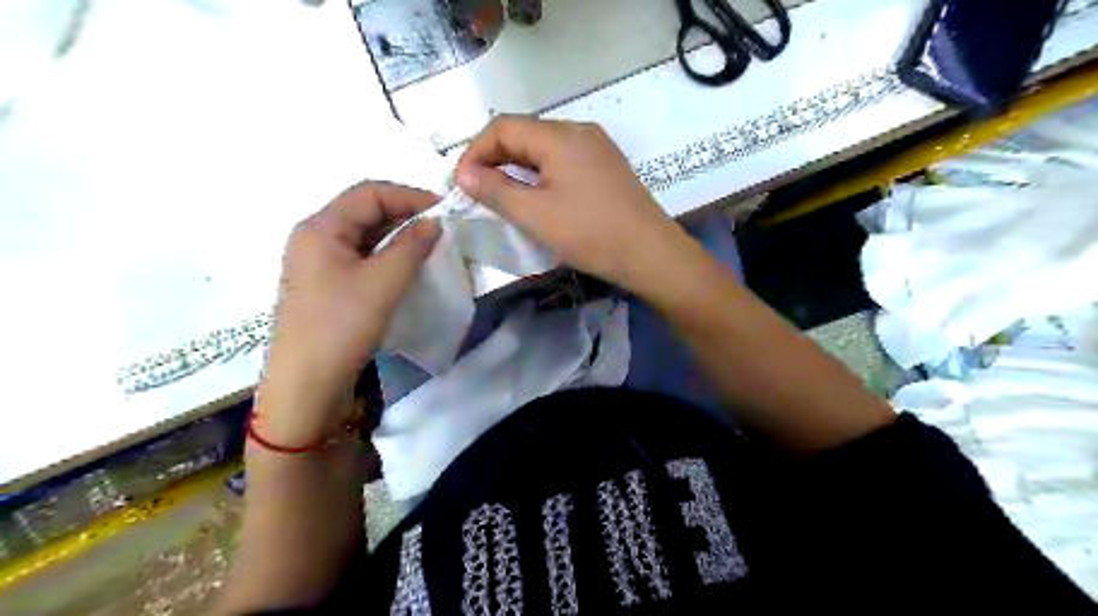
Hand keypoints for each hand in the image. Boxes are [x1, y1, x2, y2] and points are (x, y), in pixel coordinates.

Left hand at [259, 182, 439, 445]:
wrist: (307, 385)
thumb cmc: (341, 326)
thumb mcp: (383, 282)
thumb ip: (412, 246)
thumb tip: (434, 222)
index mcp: (321, 227)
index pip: (370, 193)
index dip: (410, 196)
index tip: (445, 211)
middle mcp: (315, 237)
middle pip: (365, 211)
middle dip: (405, 215)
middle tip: (441, 229)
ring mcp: (319, 263)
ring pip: (364, 236)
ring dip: (398, 237)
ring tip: (430, 247)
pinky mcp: (327, 286)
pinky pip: (361, 258)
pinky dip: (387, 257)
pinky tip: (408, 268)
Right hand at [453, 117, 683, 296]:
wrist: (651, 254)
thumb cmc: (590, 234)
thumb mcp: (535, 215)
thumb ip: (495, 190)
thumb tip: (463, 173)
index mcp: (559, 135)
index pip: (502, 127)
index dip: (475, 152)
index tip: (462, 185)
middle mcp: (579, 131)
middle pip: (524, 133)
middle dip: (495, 159)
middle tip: (479, 193)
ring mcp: (597, 148)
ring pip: (544, 148)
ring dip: (518, 168)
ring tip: (504, 197)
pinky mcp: (607, 166)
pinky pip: (564, 160)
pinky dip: (542, 174)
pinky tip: (540, 198)